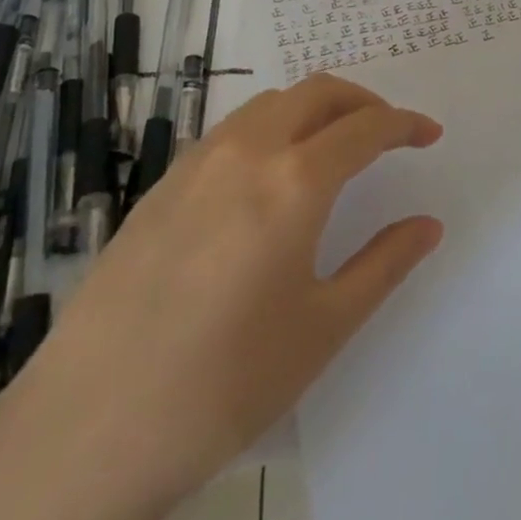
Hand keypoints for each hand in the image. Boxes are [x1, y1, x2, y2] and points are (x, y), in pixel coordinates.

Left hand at [1, 74, 443, 510]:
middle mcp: (247, 151)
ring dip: (312, 109)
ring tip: (331, 147)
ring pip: (270, 103)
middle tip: (386, 132)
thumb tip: (427, 226)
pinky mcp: (161, 184)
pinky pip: (230, 130)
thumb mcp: (324, 327)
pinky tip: (267, 177)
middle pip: (317, 92)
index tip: (429, 134)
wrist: (91, 427)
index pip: (365, 128)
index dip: (404, 124)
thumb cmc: (227, 382)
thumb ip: (384, 263)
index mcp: (295, 181)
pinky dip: (268, 128)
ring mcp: (196, 163)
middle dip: (362, 100)